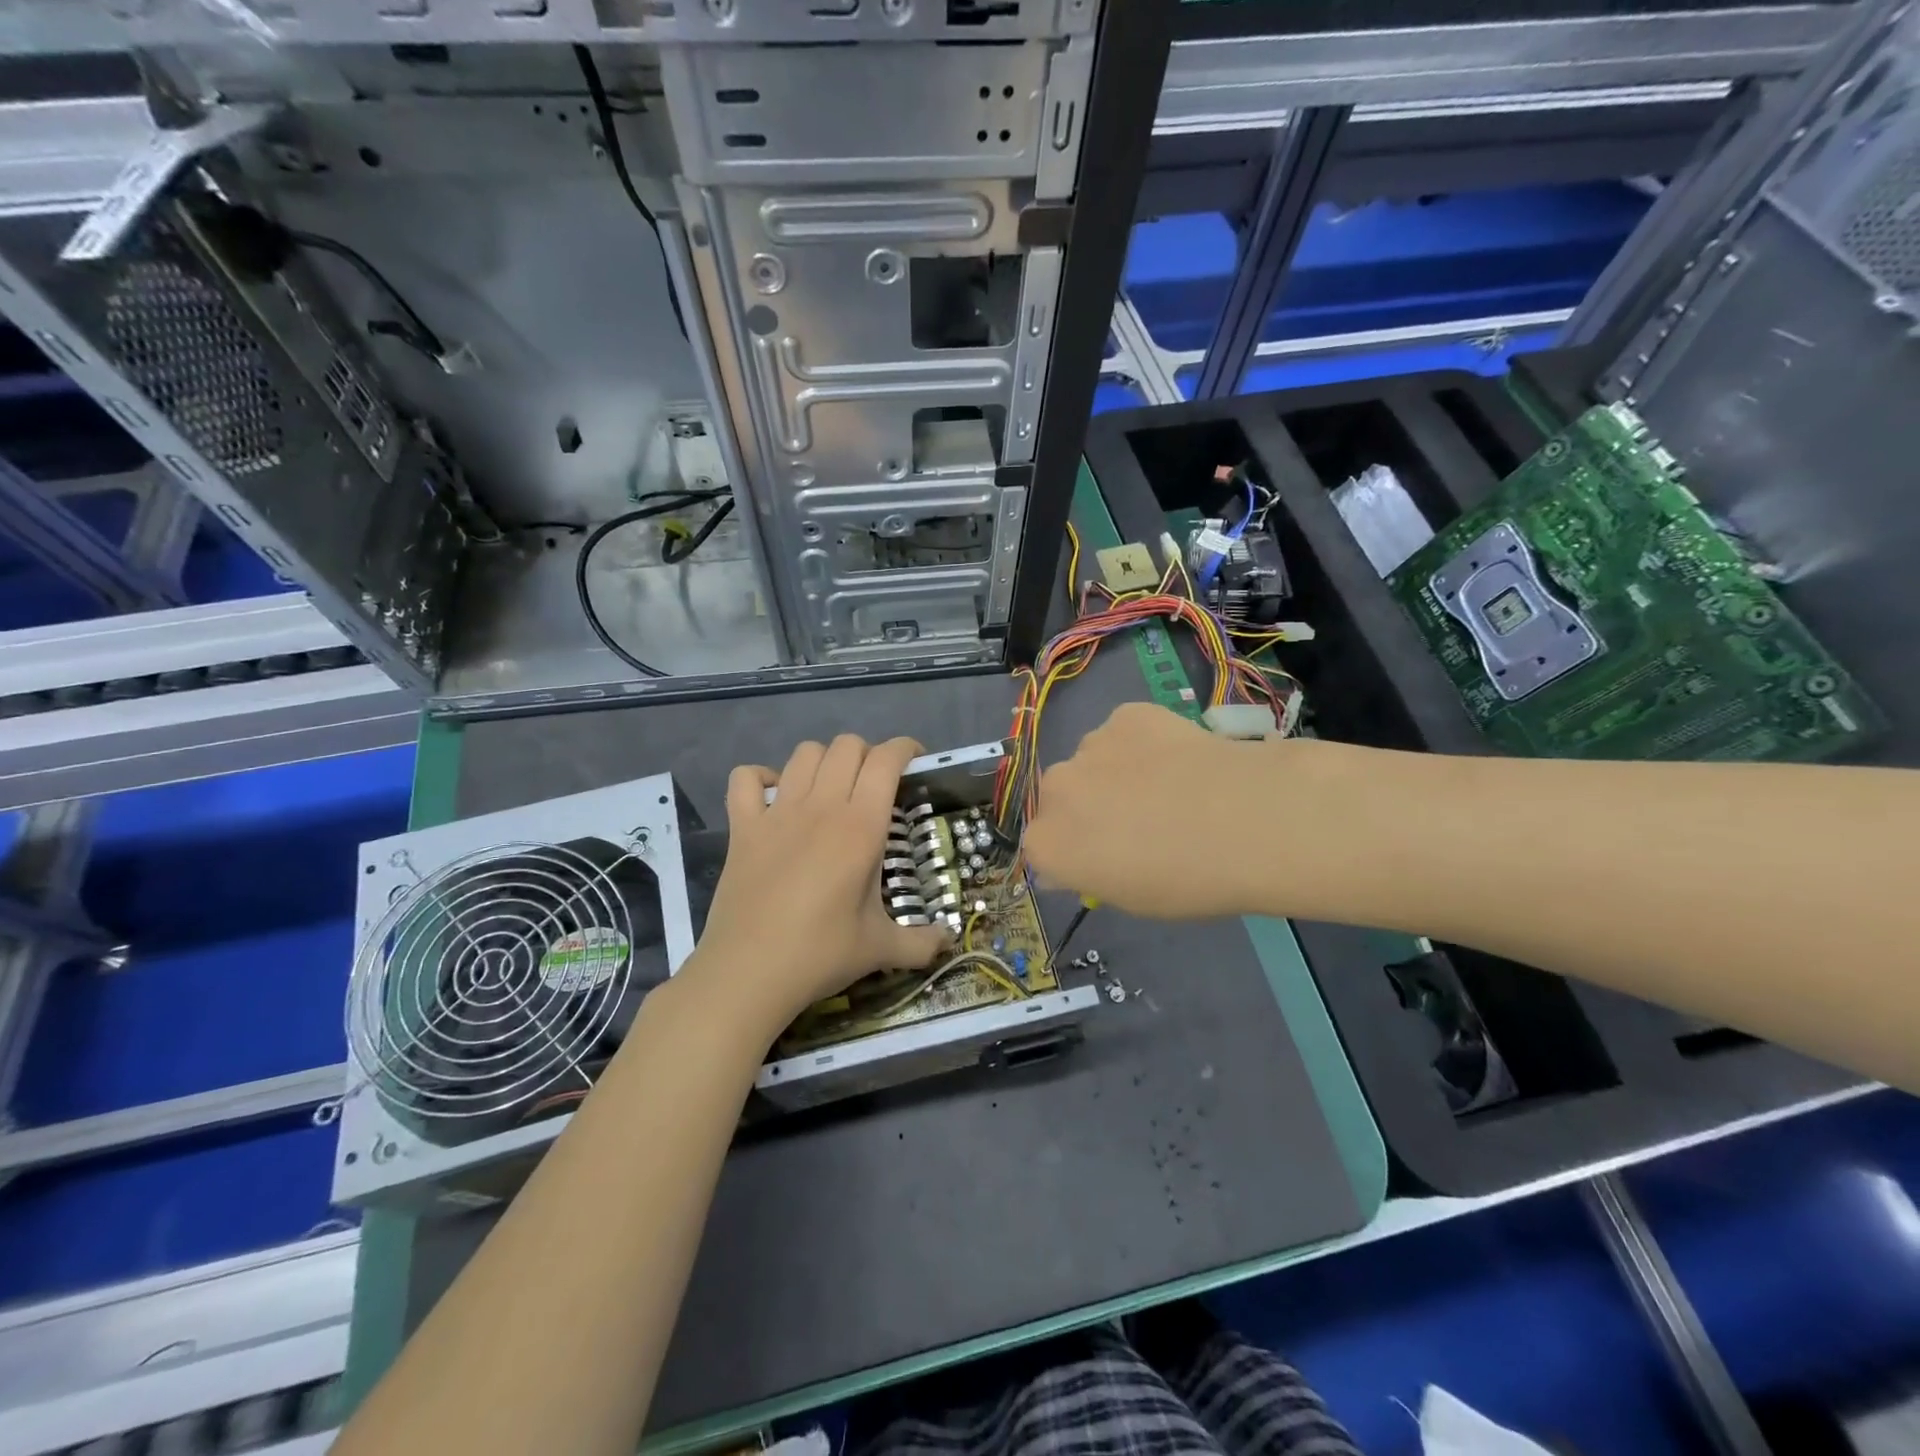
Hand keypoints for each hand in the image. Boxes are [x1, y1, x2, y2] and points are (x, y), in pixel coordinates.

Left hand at [689, 734, 949, 1033]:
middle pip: (846, 746)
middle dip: (867, 754)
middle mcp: (821, 807)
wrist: (748, 973)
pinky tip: (775, 797)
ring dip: (824, 760)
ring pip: (803, 753)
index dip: (905, 749)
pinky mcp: (742, 827)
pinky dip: (761, 777)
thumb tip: (950, 942)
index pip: (886, 761)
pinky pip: (745, 778)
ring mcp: (777, 813)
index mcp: (861, 827)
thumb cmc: (820, 954)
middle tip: (875, 784)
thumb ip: (922, 943)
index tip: (915, 761)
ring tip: (831, 788)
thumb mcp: (881, 949)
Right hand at [1024, 702, 1262, 917]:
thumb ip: (1094, 873)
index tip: (1108, 860)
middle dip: (1088, 808)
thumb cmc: (1186, 880)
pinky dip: (1143, 743)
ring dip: (1114, 773)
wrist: (1245, 821)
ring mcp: (1089, 745)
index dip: (1076, 853)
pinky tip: (1180, 759)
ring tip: (1168, 788)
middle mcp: (1055, 790)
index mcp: (1046, 844)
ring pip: (1093, 762)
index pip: (1043, 847)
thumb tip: (1088, 857)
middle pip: (1062, 799)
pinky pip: (1124, 732)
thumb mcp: (1131, 899)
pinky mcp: (1126, 715)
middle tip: (1138, 823)